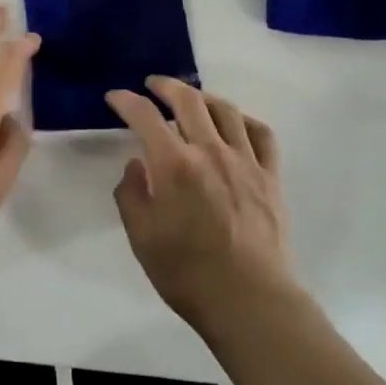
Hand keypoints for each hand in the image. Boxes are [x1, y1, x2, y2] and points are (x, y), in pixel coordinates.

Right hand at [106, 77, 298, 333]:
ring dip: (203, 96)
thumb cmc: (187, 273)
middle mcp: (210, 151)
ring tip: (192, 99)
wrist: (249, 299)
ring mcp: (245, 161)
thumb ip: (132, 194)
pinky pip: (261, 134)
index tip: (115, 97)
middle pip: (188, 100)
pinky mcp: (270, 176)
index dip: (125, 101)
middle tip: (153, 84)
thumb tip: (136, 165)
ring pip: (226, 110)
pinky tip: (235, 124)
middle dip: (166, 85)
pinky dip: (244, 120)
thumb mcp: (142, 238)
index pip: (144, 116)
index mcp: (174, 165)